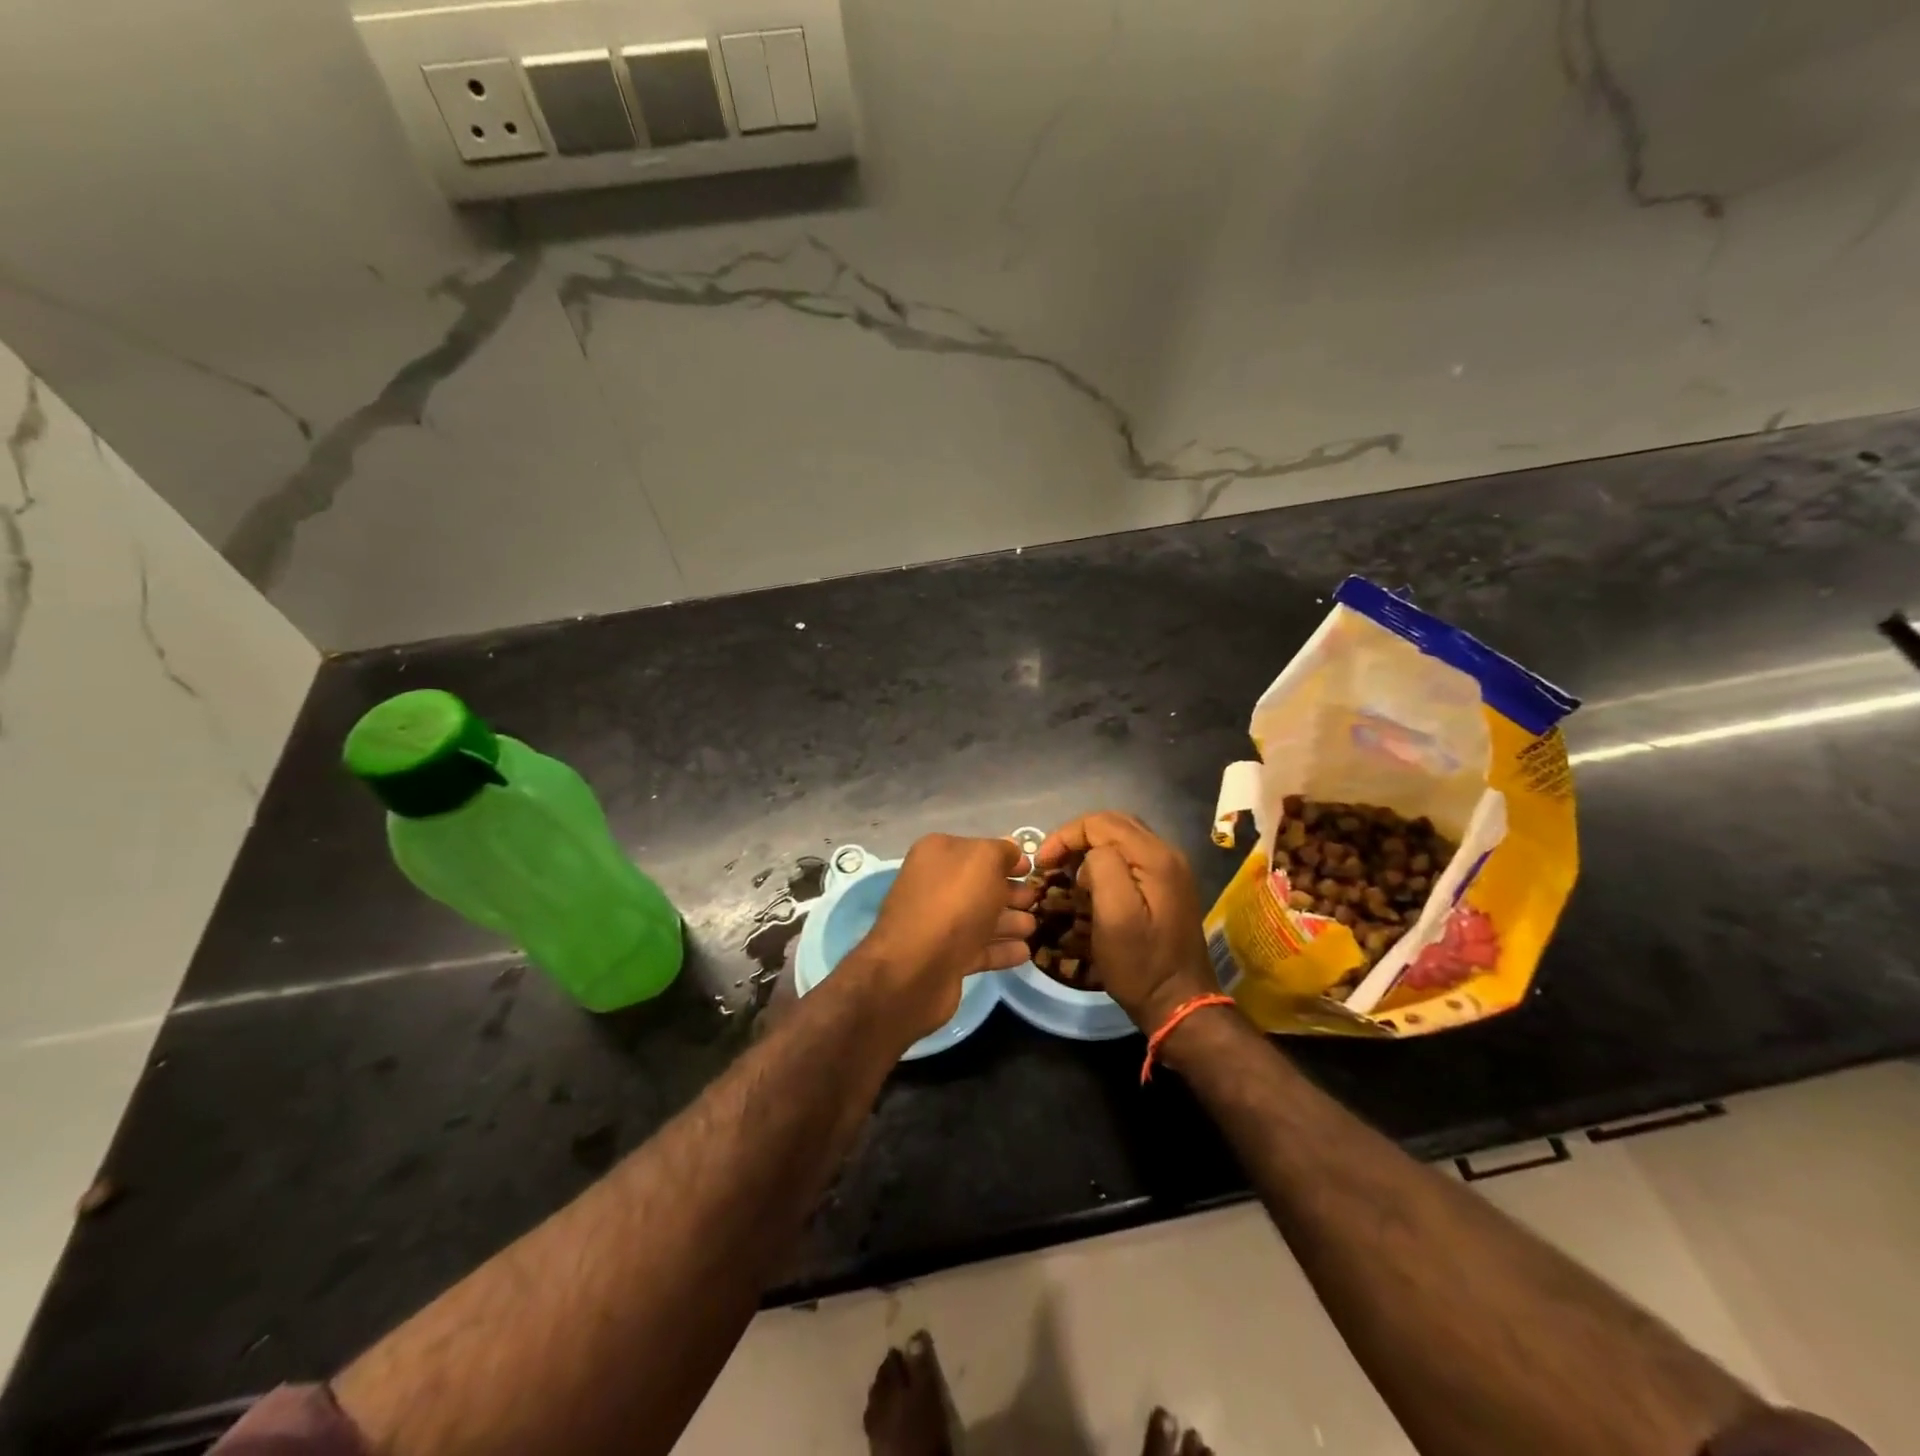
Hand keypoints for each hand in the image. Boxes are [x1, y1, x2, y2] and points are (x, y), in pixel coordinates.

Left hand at [853, 834, 1039, 1042]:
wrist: (915, 969)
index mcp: (937, 855)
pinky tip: (1025, 952)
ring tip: (1034, 928)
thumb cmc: (953, 903)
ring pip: (981, 918)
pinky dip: (1002, 949)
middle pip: (981, 886)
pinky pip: (979, 949)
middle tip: (1036, 901)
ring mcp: (938, 924)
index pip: (978, 850)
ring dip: (1009, 921)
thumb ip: (1002, 851)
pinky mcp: (945, 959)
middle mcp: (934, 885)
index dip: (1007, 858)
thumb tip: (1011, 850)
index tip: (1032, 869)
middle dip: (1010, 892)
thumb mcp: (984, 861)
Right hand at [1038, 812, 1220, 1033]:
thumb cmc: (1141, 964)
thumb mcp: (1115, 916)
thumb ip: (1103, 869)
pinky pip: (1131, 857)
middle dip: (1077, 837)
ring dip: (1090, 847)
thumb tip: (1091, 854)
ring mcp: (1170, 870)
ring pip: (1122, 838)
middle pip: (1114, 824)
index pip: (1102, 822)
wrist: (1179, 1003)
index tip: (1043, 863)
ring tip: (1066, 870)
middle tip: (1051, 862)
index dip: (1067, 835)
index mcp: (1156, 857)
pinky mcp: (1167, 886)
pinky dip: (1105, 860)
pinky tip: (1091, 882)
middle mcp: (1167, 854)